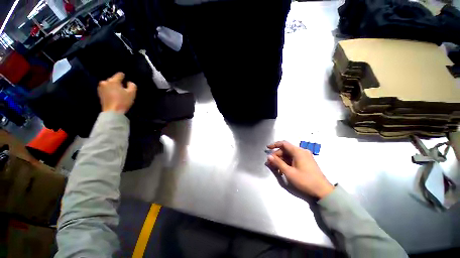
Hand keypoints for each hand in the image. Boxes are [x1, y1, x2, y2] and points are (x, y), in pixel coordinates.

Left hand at [98, 72, 136, 113]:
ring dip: (113, 87)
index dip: (123, 76)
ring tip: (118, 91)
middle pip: (113, 80)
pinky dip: (110, 91)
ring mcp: (101, 88)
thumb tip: (129, 82)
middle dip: (118, 83)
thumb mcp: (132, 93)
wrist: (112, 111)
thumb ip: (132, 85)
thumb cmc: (123, 101)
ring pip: (109, 85)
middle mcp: (105, 82)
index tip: (125, 77)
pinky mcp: (99, 94)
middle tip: (123, 87)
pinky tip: (114, 95)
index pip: (119, 75)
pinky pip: (106, 89)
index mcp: (113, 81)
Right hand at [267, 141, 333, 198]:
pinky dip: (287, 162)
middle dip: (277, 156)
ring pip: (289, 155)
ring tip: (275, 168)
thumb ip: (278, 163)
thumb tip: (269, 156)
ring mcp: (305, 156)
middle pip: (285, 150)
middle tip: (270, 163)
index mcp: (298, 152)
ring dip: (281, 160)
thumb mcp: (289, 172)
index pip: (283, 144)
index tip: (267, 148)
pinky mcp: (306, 161)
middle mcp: (301, 151)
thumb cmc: (305, 180)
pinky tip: (283, 170)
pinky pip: (293, 159)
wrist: (323, 190)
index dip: (274, 145)